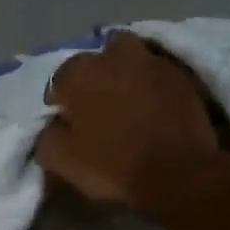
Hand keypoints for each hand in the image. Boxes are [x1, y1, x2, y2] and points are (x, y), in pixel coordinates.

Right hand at [35, 33, 218, 211]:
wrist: (176, 174)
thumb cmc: (112, 166)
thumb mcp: (60, 160)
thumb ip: (47, 135)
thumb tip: (52, 124)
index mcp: (79, 73)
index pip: (59, 80)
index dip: (61, 102)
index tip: (67, 122)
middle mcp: (114, 56)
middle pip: (97, 60)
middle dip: (95, 77)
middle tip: (99, 105)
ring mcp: (152, 61)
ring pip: (130, 58)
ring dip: (125, 73)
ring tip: (127, 98)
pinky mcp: (182, 75)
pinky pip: (158, 72)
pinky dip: (152, 84)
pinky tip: (153, 104)